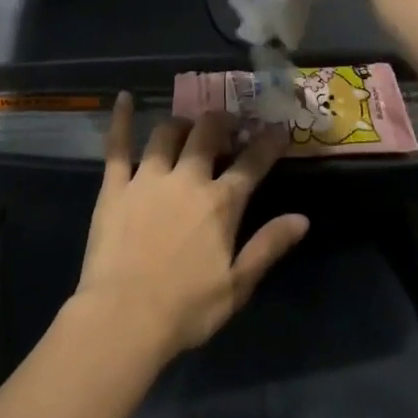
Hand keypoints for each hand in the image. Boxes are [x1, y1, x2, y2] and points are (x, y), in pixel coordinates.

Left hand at [75, 96, 309, 361]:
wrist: (124, 318)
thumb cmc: (187, 308)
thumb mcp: (238, 285)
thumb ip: (269, 246)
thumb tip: (303, 218)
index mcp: (221, 203)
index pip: (251, 163)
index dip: (268, 142)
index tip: (277, 128)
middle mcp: (186, 179)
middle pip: (207, 134)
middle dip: (222, 122)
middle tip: (228, 123)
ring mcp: (147, 179)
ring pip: (166, 134)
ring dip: (181, 124)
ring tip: (187, 126)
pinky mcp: (114, 187)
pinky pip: (117, 146)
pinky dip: (120, 120)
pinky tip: (123, 98)